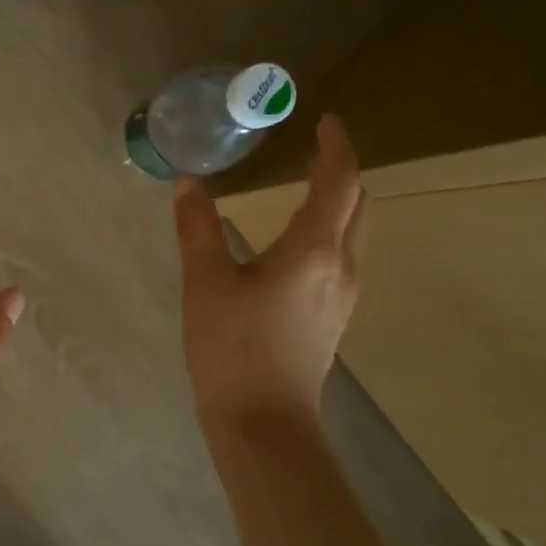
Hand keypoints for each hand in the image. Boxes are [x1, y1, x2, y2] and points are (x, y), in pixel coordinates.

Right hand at [174, 115, 365, 432]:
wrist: (263, 424)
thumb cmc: (232, 348)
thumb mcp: (205, 283)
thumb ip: (197, 227)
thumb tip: (188, 182)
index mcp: (313, 250)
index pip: (339, 183)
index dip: (335, 147)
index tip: (326, 121)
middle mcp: (340, 266)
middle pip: (357, 205)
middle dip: (340, 171)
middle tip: (314, 149)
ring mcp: (342, 295)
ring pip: (354, 232)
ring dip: (338, 202)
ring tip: (306, 185)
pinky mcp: (332, 317)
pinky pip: (342, 256)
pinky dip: (329, 230)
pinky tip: (296, 241)